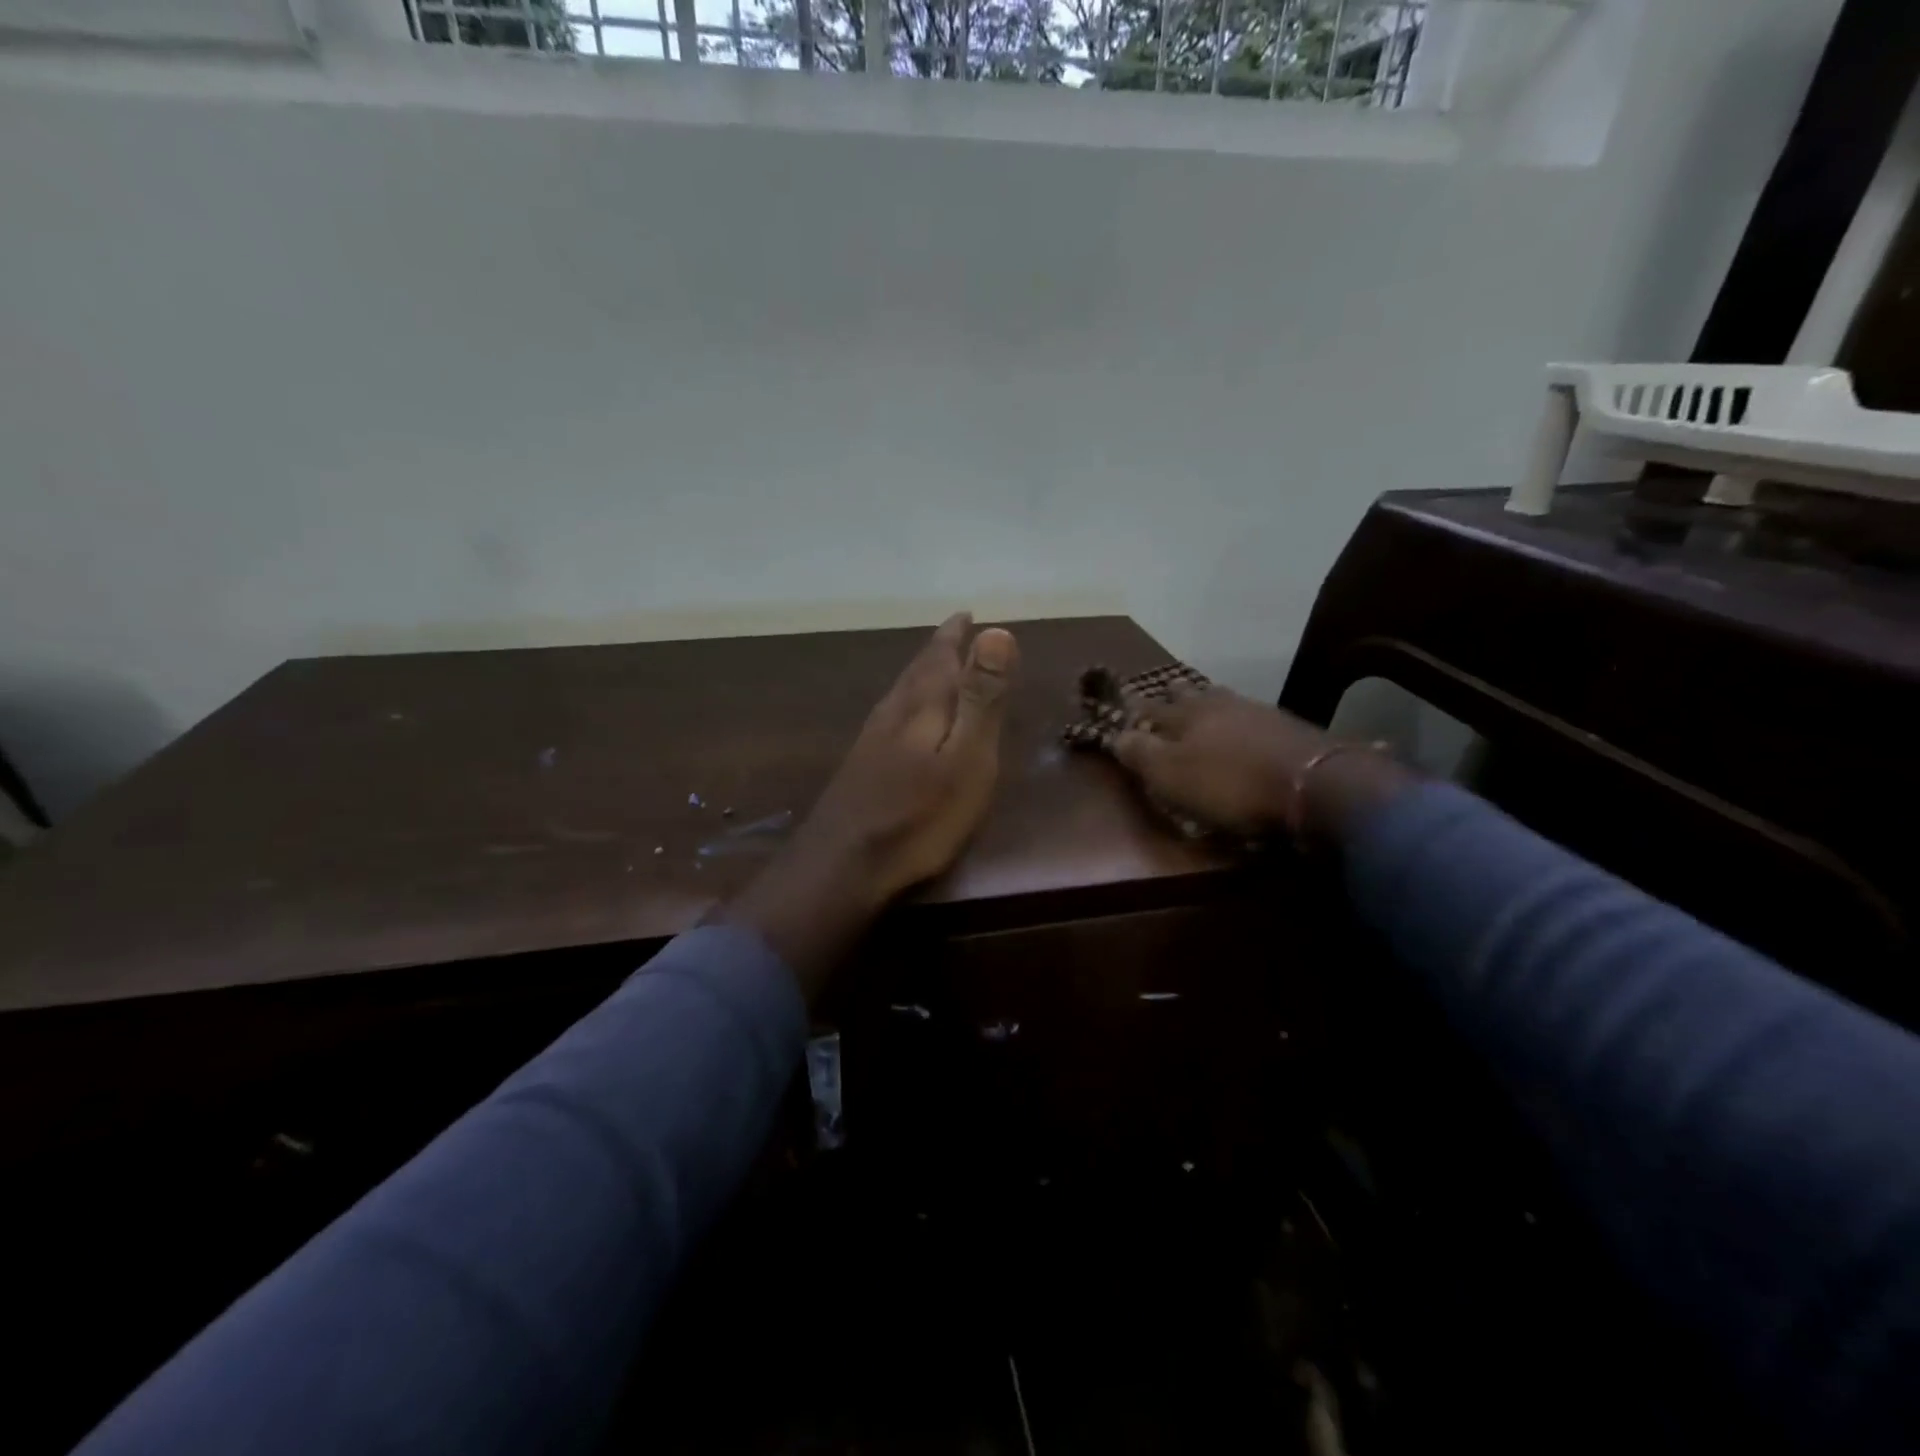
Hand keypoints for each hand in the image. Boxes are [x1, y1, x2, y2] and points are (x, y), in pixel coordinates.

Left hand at [727, 613, 1018, 996]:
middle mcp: (893, 712)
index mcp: (922, 705)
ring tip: (936, 665)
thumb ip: (982, 697)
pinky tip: (906, 718)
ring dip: (922, 673)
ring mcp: (872, 739)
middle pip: (918, 669)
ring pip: (901, 691)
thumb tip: (997, 630)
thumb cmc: (919, 816)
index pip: (941, 655)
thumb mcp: (967, 758)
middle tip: (955, 632)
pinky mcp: (862, 766)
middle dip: (940, 649)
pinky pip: (892, 714)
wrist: (844, 865)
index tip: (969, 614)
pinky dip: (908, 700)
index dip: (956, 634)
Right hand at [1111, 688, 1327, 835]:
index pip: (1150, 706)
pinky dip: (1240, 719)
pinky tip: (1245, 725)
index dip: (1135, 707)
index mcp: (1185, 715)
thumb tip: (1115, 734)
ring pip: (1223, 699)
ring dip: (1209, 700)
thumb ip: (1141, 753)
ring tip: (1203, 702)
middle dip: (1174, 693)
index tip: (1123, 699)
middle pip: (1190, 694)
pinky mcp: (1288, 728)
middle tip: (1165, 690)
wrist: (1314, 784)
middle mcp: (1219, 704)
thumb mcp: (1172, 775)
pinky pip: (1252, 715)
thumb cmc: (1230, 784)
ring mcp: (1256, 712)